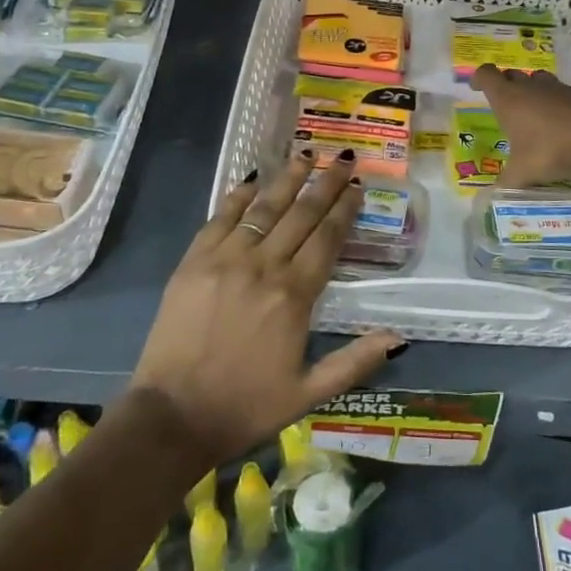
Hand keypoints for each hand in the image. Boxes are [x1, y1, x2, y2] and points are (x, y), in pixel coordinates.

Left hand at [129, 151, 404, 467]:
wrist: (172, 416)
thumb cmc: (245, 406)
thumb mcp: (308, 393)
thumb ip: (354, 362)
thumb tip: (398, 339)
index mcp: (294, 296)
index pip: (327, 239)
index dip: (344, 209)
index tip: (357, 185)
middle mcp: (263, 266)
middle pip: (301, 214)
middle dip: (325, 184)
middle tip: (342, 158)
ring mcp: (225, 259)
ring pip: (264, 208)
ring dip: (288, 179)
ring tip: (306, 154)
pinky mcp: (194, 261)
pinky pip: (221, 218)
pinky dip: (238, 196)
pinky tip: (253, 179)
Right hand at [469, 65, 570, 186]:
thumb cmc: (550, 148)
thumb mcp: (523, 172)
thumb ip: (506, 182)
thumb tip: (491, 197)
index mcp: (508, 99)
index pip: (487, 76)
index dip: (479, 78)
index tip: (476, 86)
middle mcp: (530, 88)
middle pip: (511, 74)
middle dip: (505, 84)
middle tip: (505, 102)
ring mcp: (557, 88)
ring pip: (538, 79)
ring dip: (533, 90)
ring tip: (534, 110)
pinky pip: (563, 92)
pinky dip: (559, 102)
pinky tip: (563, 121)